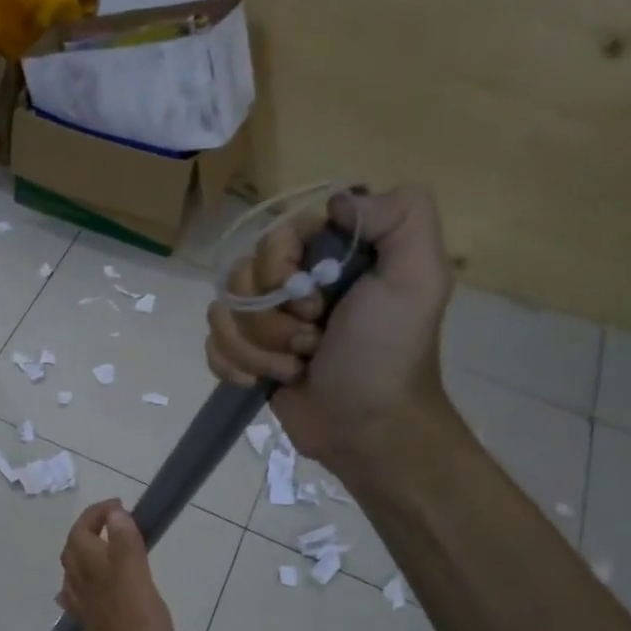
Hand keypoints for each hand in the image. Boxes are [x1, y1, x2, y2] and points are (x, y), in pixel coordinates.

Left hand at [57, 499, 174, 630]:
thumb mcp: (138, 590)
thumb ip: (127, 551)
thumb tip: (115, 515)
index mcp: (96, 574)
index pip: (82, 534)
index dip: (96, 516)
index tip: (121, 507)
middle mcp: (86, 590)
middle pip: (74, 552)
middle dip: (89, 531)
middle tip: (119, 523)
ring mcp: (89, 614)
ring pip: (77, 575)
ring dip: (89, 555)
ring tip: (113, 549)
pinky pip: (86, 600)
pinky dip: (92, 585)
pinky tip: (100, 593)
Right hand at [206, 185, 454, 470]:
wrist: (367, 428)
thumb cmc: (388, 354)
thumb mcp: (417, 277)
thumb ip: (400, 216)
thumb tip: (339, 201)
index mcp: (330, 257)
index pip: (273, 238)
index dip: (279, 271)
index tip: (316, 304)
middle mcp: (295, 283)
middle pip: (241, 278)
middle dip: (274, 320)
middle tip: (313, 342)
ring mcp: (268, 322)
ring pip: (223, 314)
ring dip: (259, 349)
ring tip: (297, 368)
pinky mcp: (249, 356)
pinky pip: (213, 346)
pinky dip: (234, 367)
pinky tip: (261, 382)